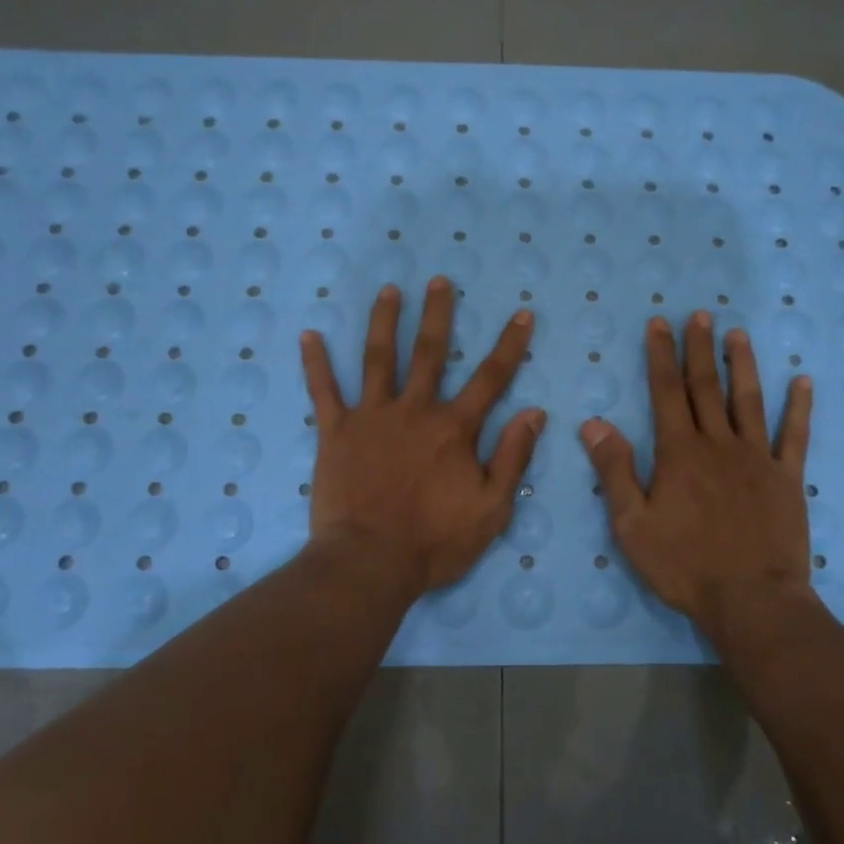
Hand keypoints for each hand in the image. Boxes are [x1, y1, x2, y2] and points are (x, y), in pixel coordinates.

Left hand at [301, 277, 543, 597]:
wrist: (370, 562)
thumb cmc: (436, 541)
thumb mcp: (492, 508)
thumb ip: (513, 457)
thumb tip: (534, 413)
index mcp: (454, 429)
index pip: (491, 379)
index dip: (510, 345)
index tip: (521, 314)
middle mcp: (414, 411)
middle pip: (430, 354)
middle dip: (438, 315)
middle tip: (440, 281)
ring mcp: (371, 418)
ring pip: (379, 359)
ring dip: (385, 322)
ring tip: (389, 290)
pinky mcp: (335, 433)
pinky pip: (323, 391)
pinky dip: (316, 363)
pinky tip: (309, 335)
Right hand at [581, 311, 814, 628]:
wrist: (751, 601)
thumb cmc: (684, 566)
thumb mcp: (632, 525)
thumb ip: (615, 472)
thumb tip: (594, 424)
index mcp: (679, 454)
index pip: (666, 393)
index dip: (661, 356)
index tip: (660, 324)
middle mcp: (718, 445)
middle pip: (706, 388)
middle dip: (699, 349)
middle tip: (700, 314)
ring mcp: (757, 459)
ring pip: (749, 401)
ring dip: (743, 365)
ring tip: (738, 334)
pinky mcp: (787, 479)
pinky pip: (794, 436)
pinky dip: (799, 408)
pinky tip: (803, 382)